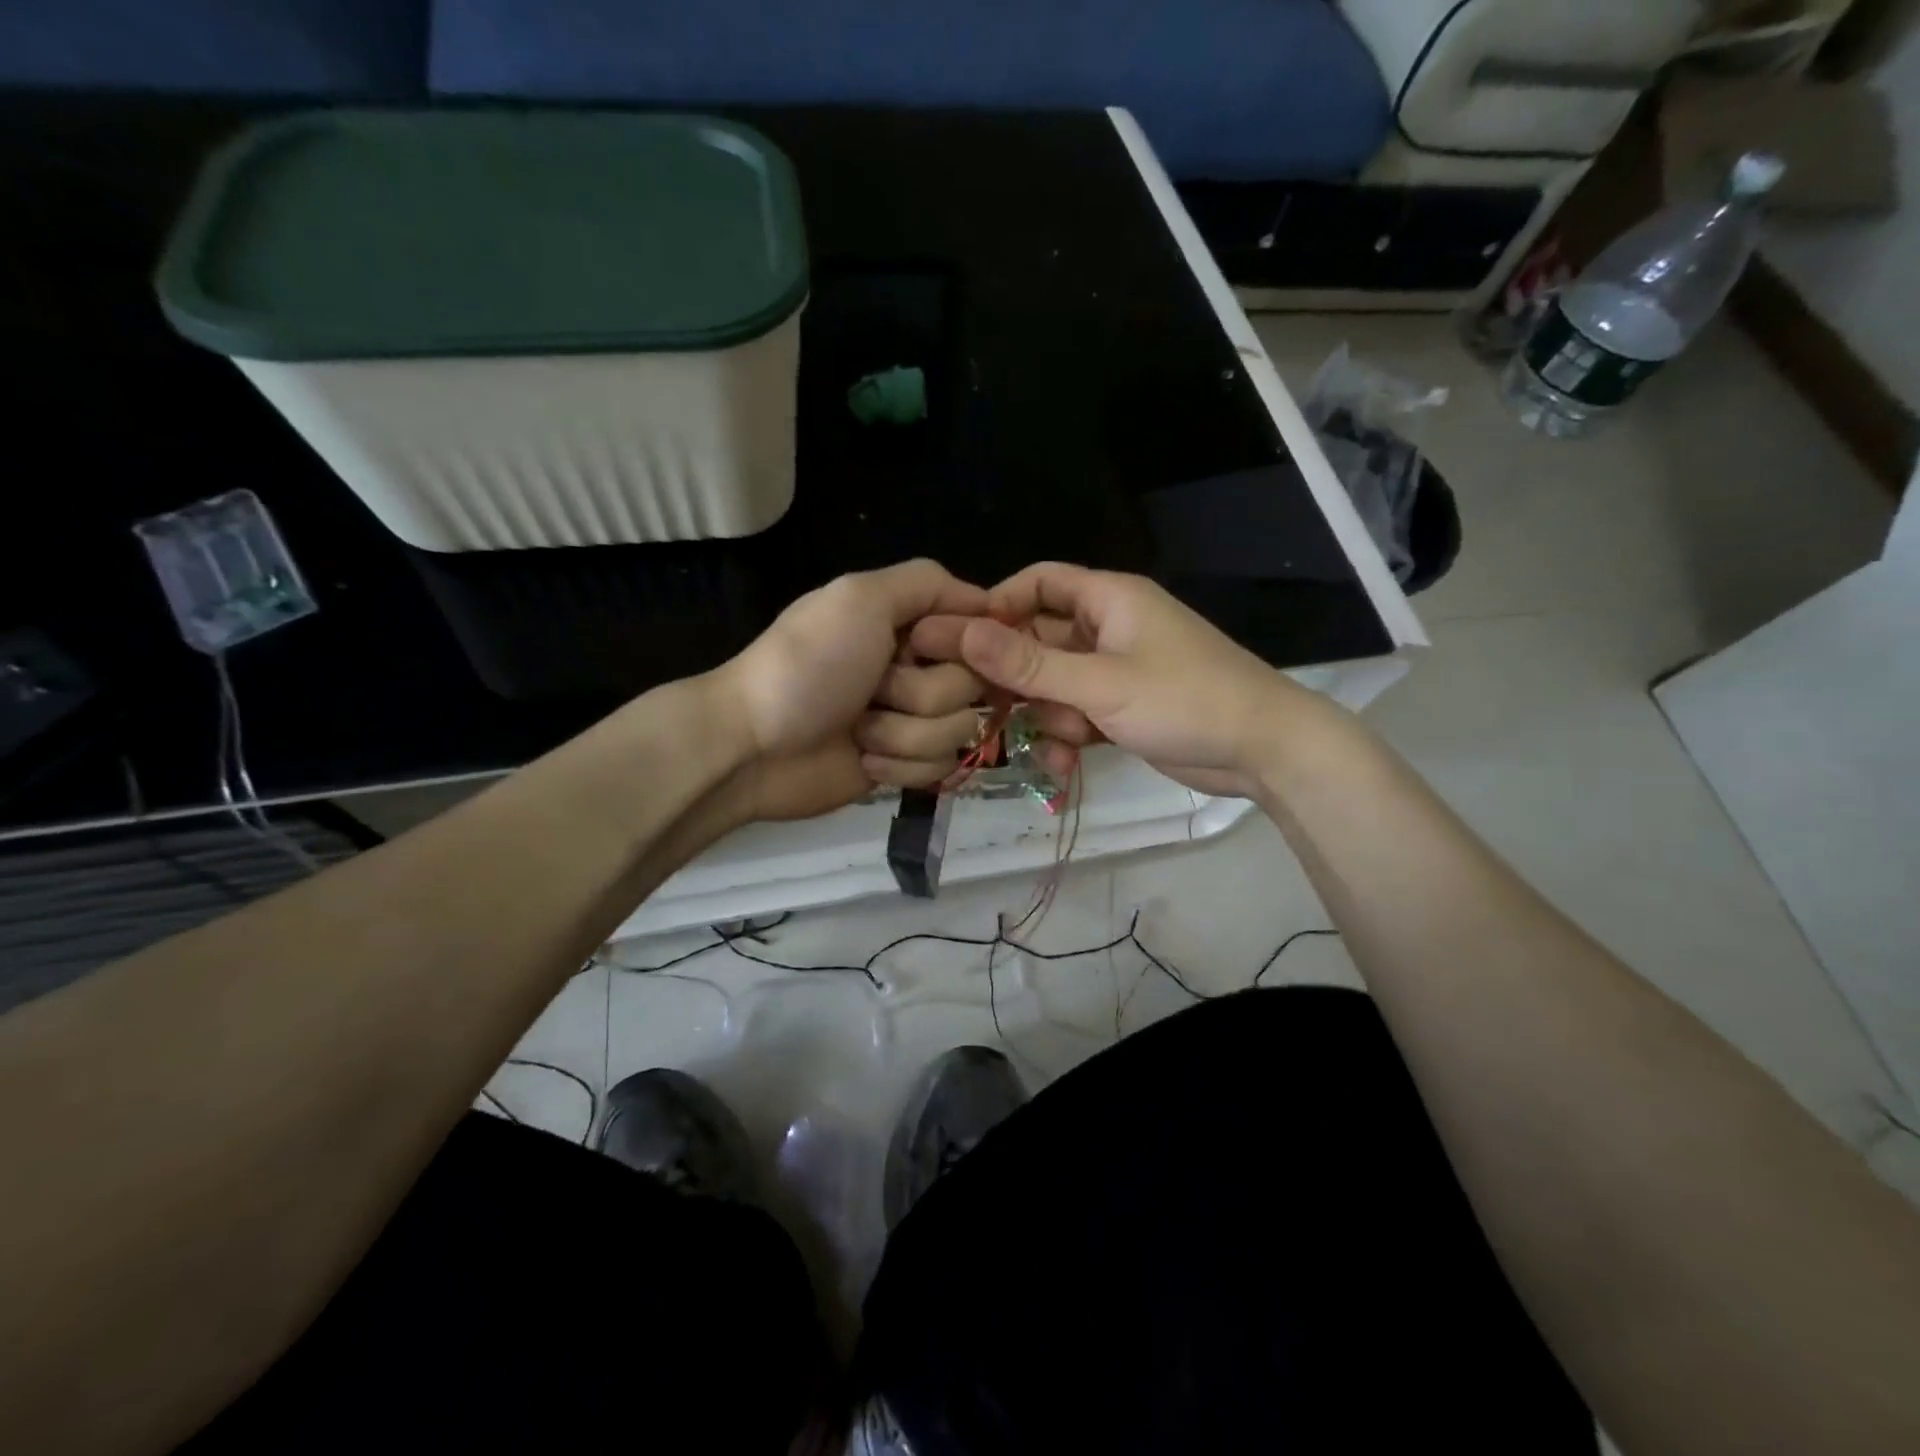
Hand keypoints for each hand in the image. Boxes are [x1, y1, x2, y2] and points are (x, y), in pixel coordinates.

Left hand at [712, 560, 990, 820]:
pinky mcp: (906, 764)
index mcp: (909, 623)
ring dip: (905, 733)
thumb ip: (927, 583)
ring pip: (959, 730)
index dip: (963, 643)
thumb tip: (990, 602)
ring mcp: (913, 719)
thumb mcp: (860, 598)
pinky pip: (941, 767)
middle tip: (874, 691)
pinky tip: (863, 758)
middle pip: (973, 685)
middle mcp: (918, 667)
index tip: (918, 649)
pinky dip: (900, 764)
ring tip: (859, 730)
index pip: (979, 628)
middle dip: (920, 693)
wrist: (754, 746)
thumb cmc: (807, 665)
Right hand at [912, 563, 1318, 798]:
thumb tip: (960, 633)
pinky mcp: (1122, 707)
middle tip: (984, 708)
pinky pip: (1076, 714)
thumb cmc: (1185, 699)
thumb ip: (1029, 663)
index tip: (959, 643)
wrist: (1264, 750)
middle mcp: (1108, 628)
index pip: (1037, 583)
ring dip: (1048, 717)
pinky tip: (1068, 767)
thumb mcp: (1100, 683)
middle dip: (1018, 678)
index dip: (996, 607)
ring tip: (1063, 743)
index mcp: (1108, 599)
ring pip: (1053, 685)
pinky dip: (1069, 737)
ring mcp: (1116, 670)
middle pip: (1038, 640)